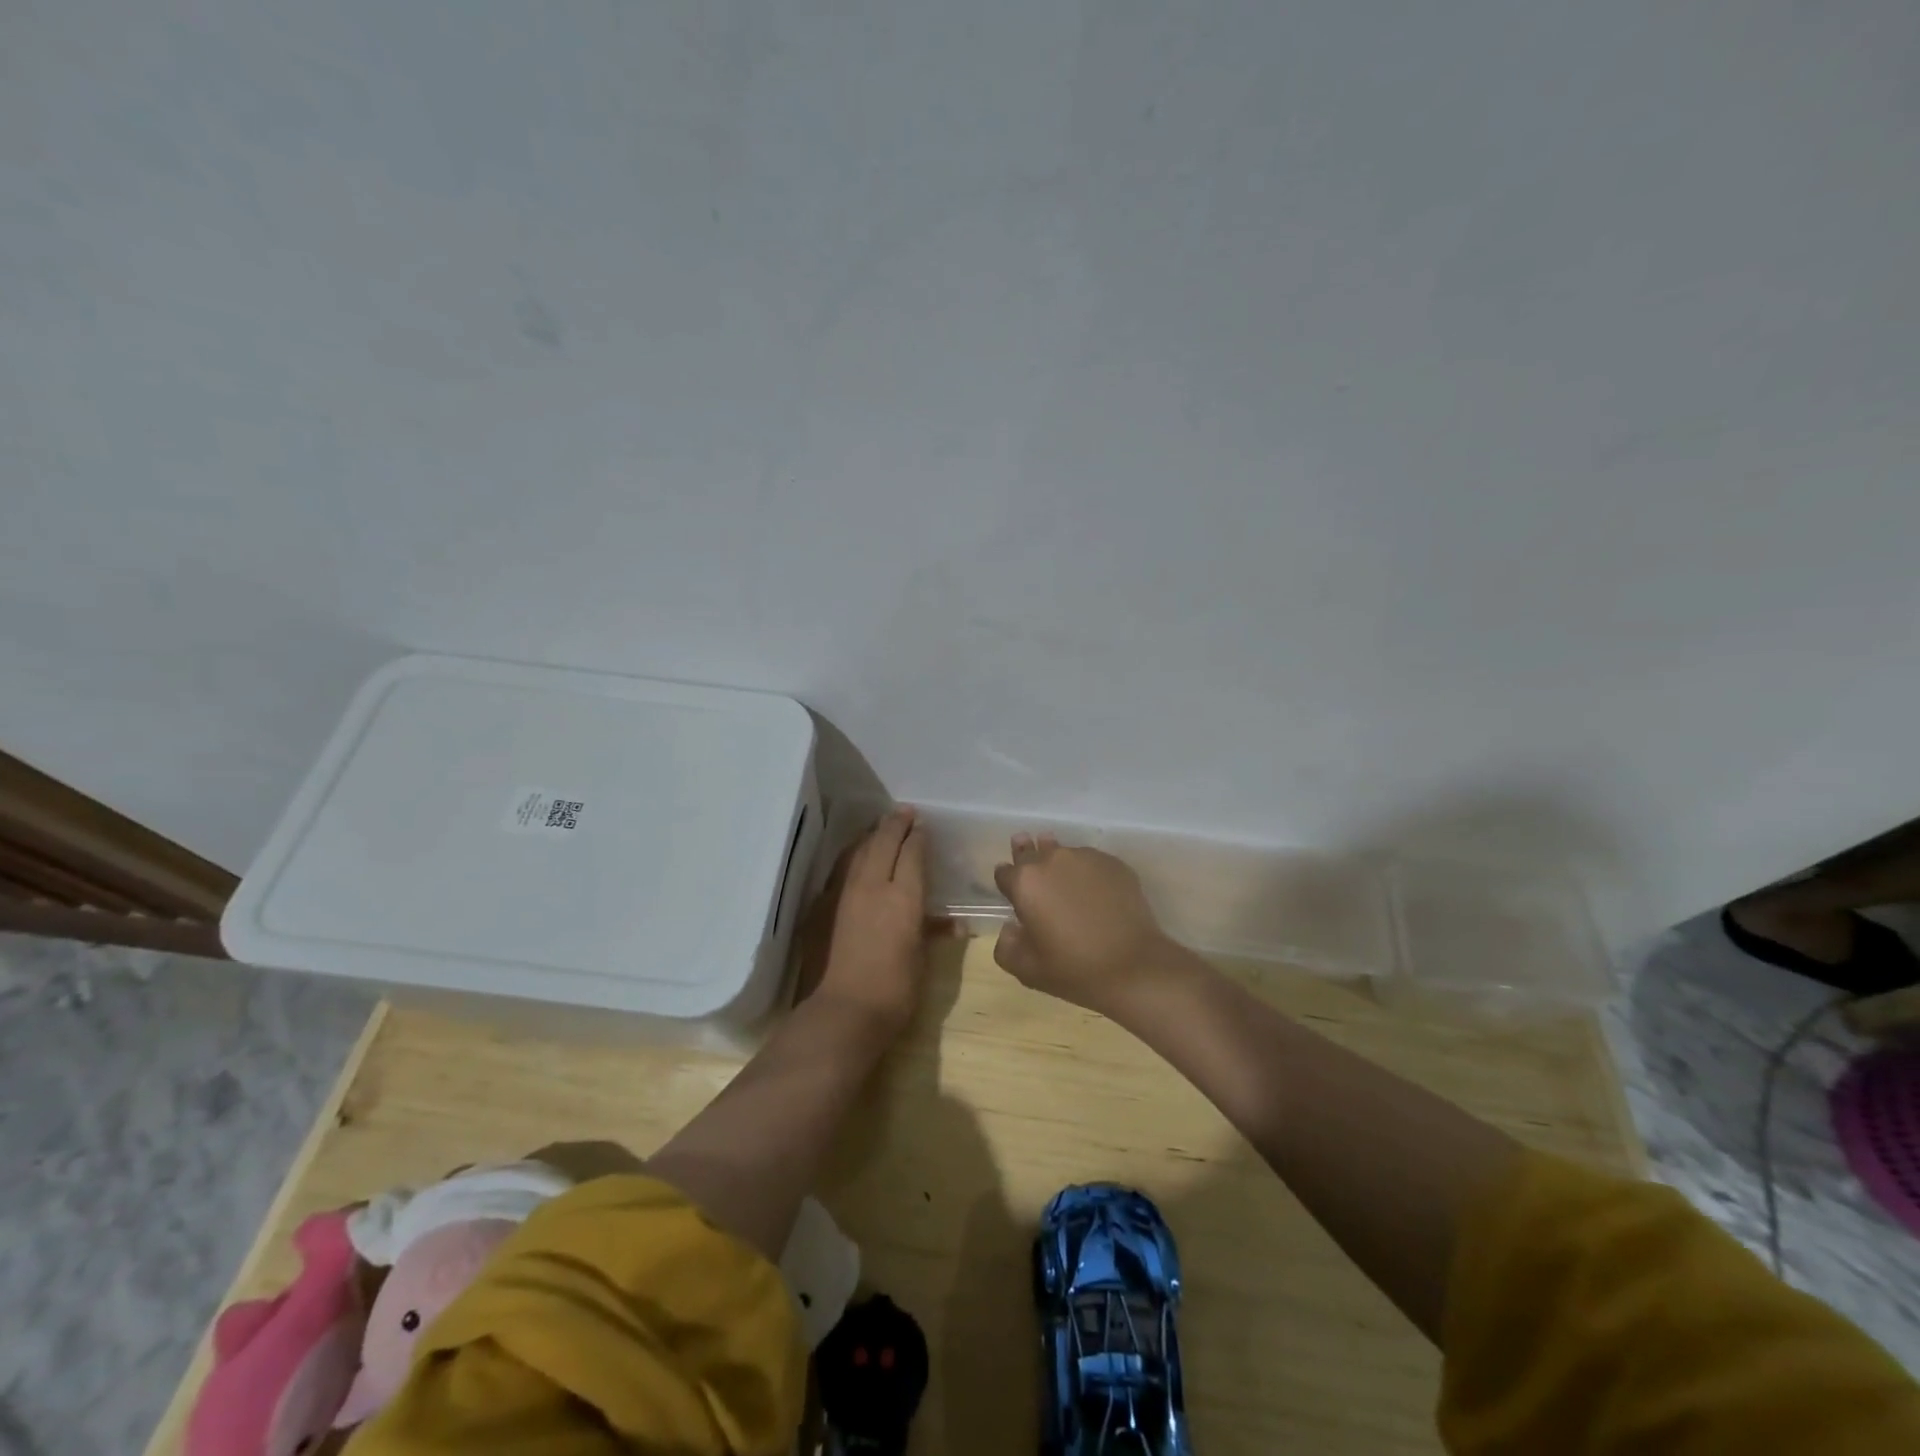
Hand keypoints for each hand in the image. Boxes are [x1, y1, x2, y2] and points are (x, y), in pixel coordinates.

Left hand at [809, 807, 930, 1034]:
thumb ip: (933, 933)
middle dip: (895, 824)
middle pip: (883, 842)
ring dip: (871, 835)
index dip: (918, 836)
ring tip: (879, 826)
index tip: (922, 825)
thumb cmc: (895, 991)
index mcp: (904, 897)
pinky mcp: (823, 906)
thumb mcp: (922, 960)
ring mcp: (844, 894)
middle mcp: (873, 885)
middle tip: (904, 812)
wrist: (843, 1012)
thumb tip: (954, 924)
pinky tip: (853, 855)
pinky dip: (851, 855)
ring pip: (858, 851)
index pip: (912, 853)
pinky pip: (840, 869)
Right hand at [992, 835, 1176, 1015]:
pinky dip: (1087, 873)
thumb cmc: (1073, 969)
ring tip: (1066, 882)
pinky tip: (1096, 894)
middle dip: (1027, 856)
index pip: (1004, 872)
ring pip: (1063, 853)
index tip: (1012, 892)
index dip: (1006, 882)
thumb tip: (1011, 927)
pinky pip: (1091, 862)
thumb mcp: (1026, 969)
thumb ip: (1006, 945)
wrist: (1133, 967)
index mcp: (1026, 882)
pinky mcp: (1114, 863)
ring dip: (1059, 864)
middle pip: (1032, 851)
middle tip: (1031, 866)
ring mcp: (1086, 858)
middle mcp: (1053, 860)